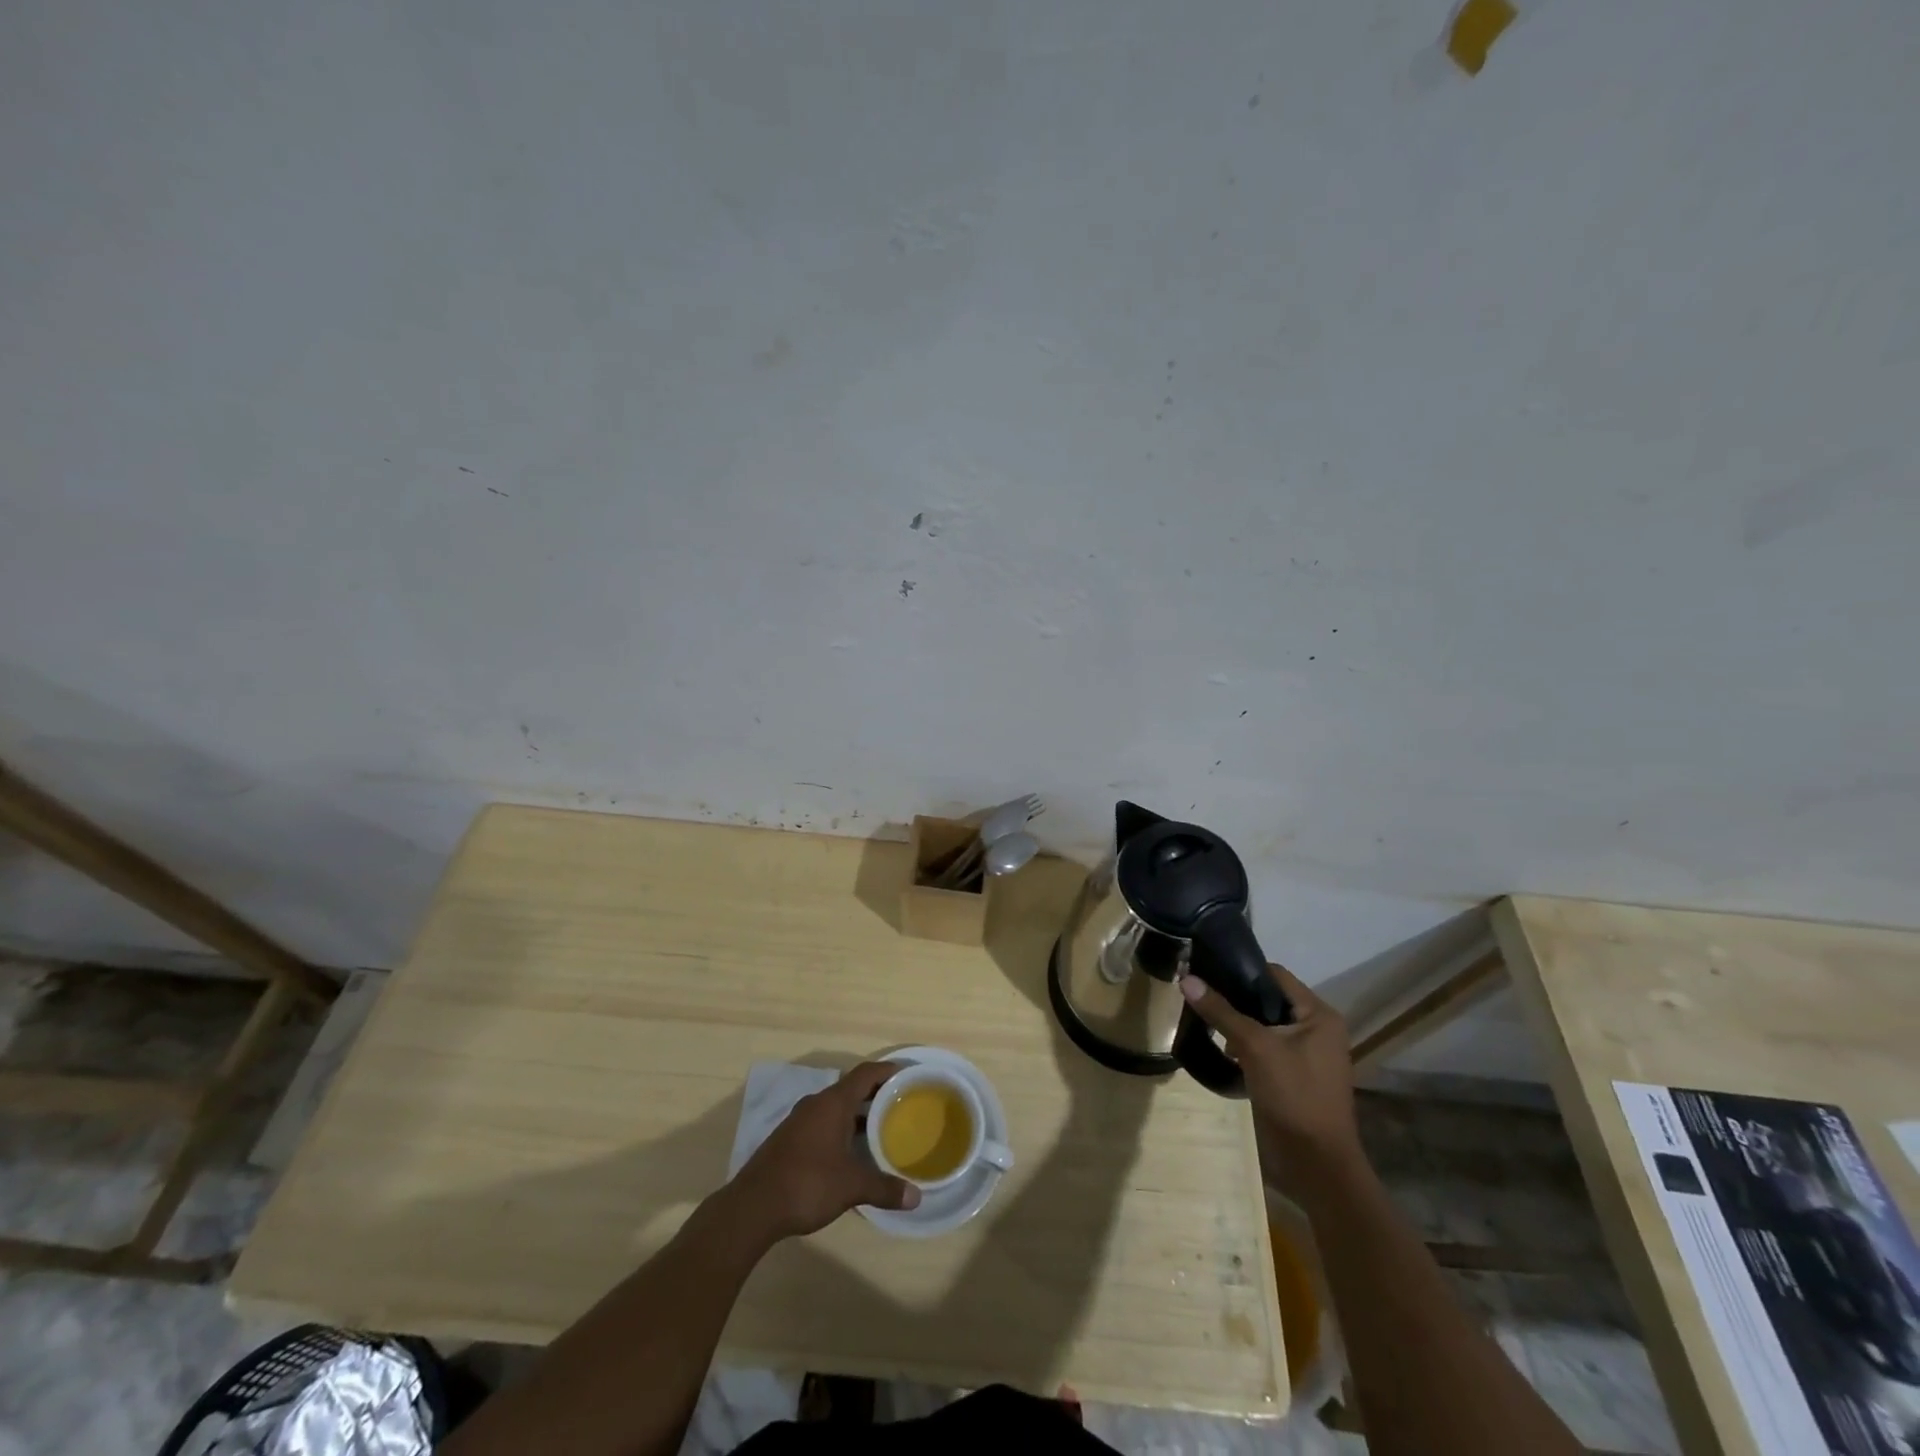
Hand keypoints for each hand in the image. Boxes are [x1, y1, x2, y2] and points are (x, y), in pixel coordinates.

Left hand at [727, 1061, 920, 1241]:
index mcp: (833, 1103)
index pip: (865, 1073)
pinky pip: (822, 1122)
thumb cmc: (807, 1184)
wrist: (753, 1207)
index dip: (887, 1071)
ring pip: (835, 1107)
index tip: (907, 1075)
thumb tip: (916, 1197)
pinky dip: (840, 1128)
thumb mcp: (851, 1186)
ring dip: (857, 1114)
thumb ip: (884, 1188)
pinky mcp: (789, 1139)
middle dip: (875, 1095)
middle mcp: (816, 1103)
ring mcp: (799, 1120)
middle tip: (900, 1105)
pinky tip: (850, 1151)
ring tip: (880, 1129)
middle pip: (851, 1088)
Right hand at [1178, 965, 1360, 1172]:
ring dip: (1239, 1022)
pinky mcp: (1296, 1075)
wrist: (1316, 1163)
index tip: (1207, 969)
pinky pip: (1267, 1046)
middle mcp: (1317, 1028)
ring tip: (1205, 1019)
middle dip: (1236, 997)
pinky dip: (1246, 1044)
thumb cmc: (1294, 1095)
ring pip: (1266, 1024)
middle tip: (1200, 994)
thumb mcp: (1254, 1047)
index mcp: (1319, 1014)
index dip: (1242, 970)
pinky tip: (1222, 1047)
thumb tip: (1186, 979)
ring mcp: (1308, 1053)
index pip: (1275, 975)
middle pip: (1269, 999)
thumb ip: (1221, 1011)